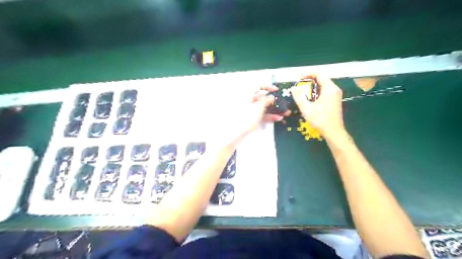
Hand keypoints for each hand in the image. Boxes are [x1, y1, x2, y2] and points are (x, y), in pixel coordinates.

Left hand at [242, 85, 287, 133]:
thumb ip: (266, 100)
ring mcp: (252, 110)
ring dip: (275, 110)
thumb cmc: (248, 116)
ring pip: (265, 108)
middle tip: (283, 103)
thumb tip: (272, 97)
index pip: (258, 86)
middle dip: (275, 101)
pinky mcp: (253, 118)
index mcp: (249, 95)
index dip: (268, 86)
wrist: (238, 132)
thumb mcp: (259, 106)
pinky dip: (270, 116)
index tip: (276, 90)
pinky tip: (278, 118)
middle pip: (263, 98)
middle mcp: (250, 101)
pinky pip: (263, 115)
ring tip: (285, 113)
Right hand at [289, 74, 343, 138]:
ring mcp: (335, 95)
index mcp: (329, 89)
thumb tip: (293, 88)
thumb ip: (299, 97)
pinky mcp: (334, 100)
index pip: (319, 74)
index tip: (299, 79)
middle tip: (299, 85)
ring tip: (303, 91)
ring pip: (323, 85)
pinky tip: (310, 98)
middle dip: (309, 80)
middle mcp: (334, 89)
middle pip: (322, 78)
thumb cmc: (320, 119)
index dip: (308, 74)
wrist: (333, 131)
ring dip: (312, 86)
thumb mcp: (306, 108)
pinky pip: (325, 91)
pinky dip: (316, 91)